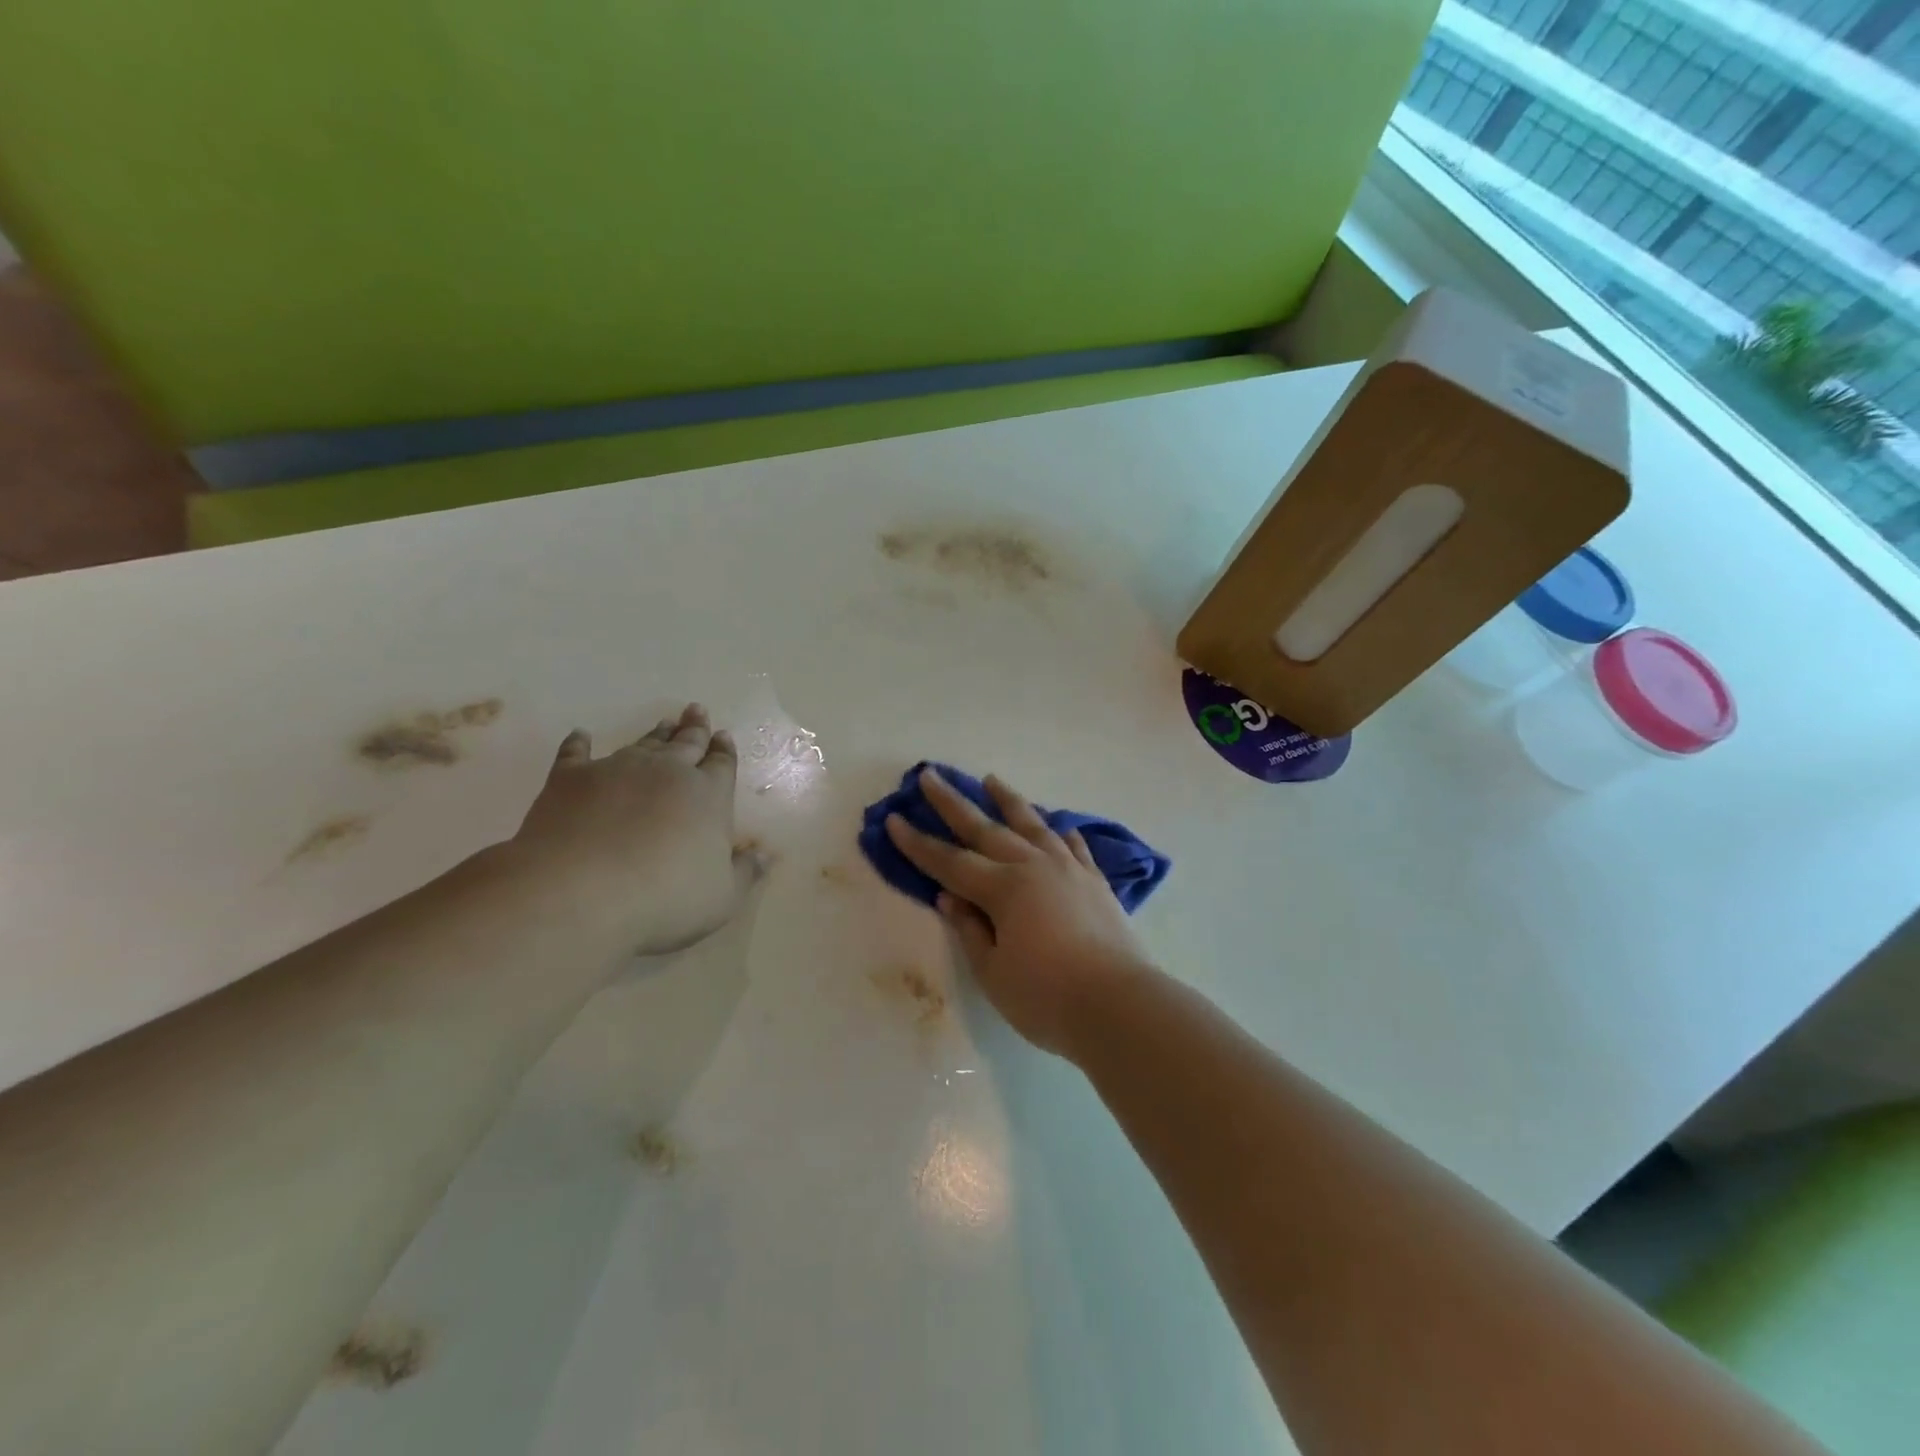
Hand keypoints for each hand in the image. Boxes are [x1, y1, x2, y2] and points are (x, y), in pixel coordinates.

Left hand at [510, 704, 762, 955]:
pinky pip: (576, 753)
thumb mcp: (723, 896)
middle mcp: (667, 772)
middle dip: (695, 728)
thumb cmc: (666, 899)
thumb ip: (745, 872)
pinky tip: (581, 735)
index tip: (724, 736)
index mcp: (708, 795)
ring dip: (655, 734)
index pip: (722, 764)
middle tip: (697, 711)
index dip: (724, 751)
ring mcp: (616, 770)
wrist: (580, 893)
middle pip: (686, 744)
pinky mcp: (569, 779)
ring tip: (664, 723)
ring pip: (642, 744)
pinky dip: (579, 743)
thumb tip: (765, 854)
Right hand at [884, 768, 1155, 1058]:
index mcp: (1003, 889)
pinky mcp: (1095, 882)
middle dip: (953, 803)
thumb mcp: (993, 972)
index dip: (918, 843)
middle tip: (930, 775)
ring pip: (1032, 825)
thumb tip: (949, 896)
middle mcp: (1034, 866)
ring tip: (991, 780)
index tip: (894, 819)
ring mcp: (1069, 870)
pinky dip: (1060, 833)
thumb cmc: (1047, 997)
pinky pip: (1073, 846)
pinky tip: (1057, 826)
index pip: (950, 861)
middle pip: (985, 829)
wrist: (1120, 1005)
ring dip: (1008, 801)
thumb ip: (970, 930)